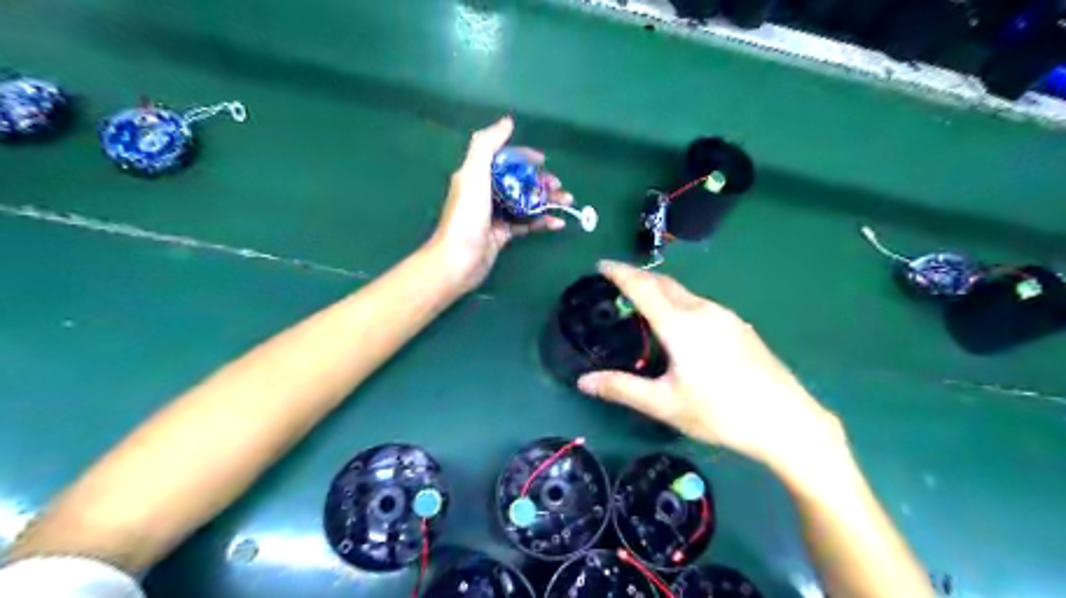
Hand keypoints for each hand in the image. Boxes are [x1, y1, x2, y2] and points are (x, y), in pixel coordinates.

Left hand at [427, 115, 570, 292]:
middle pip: (518, 181)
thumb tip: (507, 121)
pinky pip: (526, 224)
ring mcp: (495, 215)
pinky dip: (542, 222)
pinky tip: (558, 223)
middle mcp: (486, 192)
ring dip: (546, 201)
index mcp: (477, 175)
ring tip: (566, 202)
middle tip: (559, 186)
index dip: (524, 157)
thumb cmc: (467, 216)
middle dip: (540, 181)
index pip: (504, 159)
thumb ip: (487, 145)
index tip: (543, 160)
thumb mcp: (474, 174)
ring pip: (525, 202)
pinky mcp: (503, 235)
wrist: (459, 260)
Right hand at [580, 263, 845, 471]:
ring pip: (684, 293)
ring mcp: (726, 316)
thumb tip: (583, 382)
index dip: (619, 273)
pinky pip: (700, 304)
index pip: (642, 287)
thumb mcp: (665, 404)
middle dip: (638, 277)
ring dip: (659, 289)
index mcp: (680, 325)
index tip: (600, 264)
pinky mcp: (740, 326)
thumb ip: (622, 388)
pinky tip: (680, 325)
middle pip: (664, 283)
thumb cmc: (720, 413)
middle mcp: (703, 311)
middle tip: (617, 282)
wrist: (787, 421)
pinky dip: (679, 302)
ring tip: (644, 302)